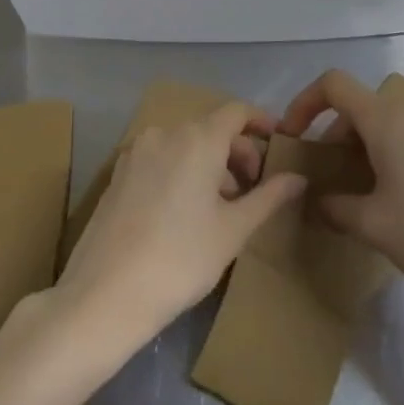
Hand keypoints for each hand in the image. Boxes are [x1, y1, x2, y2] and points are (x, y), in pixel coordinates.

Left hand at [56, 102, 307, 348]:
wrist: (105, 293)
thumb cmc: (181, 259)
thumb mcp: (233, 230)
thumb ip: (268, 197)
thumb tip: (298, 177)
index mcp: (197, 138)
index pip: (236, 112)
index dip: (261, 122)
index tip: (279, 143)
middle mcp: (164, 133)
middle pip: (210, 128)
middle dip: (237, 152)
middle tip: (254, 190)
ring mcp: (136, 151)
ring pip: (184, 144)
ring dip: (210, 164)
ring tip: (221, 207)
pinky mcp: (118, 173)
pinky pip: (160, 158)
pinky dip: (181, 170)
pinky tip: (186, 211)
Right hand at [279, 70, 403, 307]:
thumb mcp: (375, 226)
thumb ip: (335, 208)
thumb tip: (315, 200)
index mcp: (385, 121)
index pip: (333, 84)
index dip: (303, 103)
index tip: (292, 138)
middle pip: (357, 109)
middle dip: (330, 138)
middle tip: (322, 180)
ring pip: (383, 128)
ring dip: (359, 152)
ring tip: (354, 196)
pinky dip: (386, 160)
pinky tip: (394, 203)